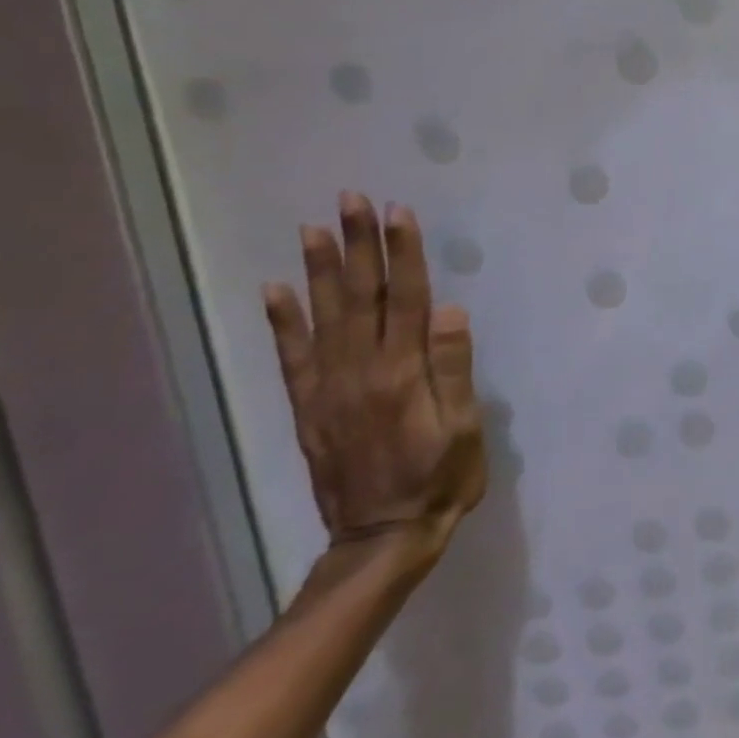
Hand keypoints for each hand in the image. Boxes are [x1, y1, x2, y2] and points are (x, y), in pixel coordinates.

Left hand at [263, 193, 485, 554]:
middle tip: (351, 200)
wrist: (381, 537)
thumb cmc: (440, 479)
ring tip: (314, 228)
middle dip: (358, 245)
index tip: (398, 213)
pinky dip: (282, 322)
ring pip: (324, 317)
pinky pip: (292, 357)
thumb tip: (451, 312)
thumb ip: (453, 369)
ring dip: (319, 270)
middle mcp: (360, 372)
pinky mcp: (310, 408)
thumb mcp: (464, 428)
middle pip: (361, 297)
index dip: (403, 254)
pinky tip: (274, 291)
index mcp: (404, 374)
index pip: (406, 299)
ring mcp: (329, 389)